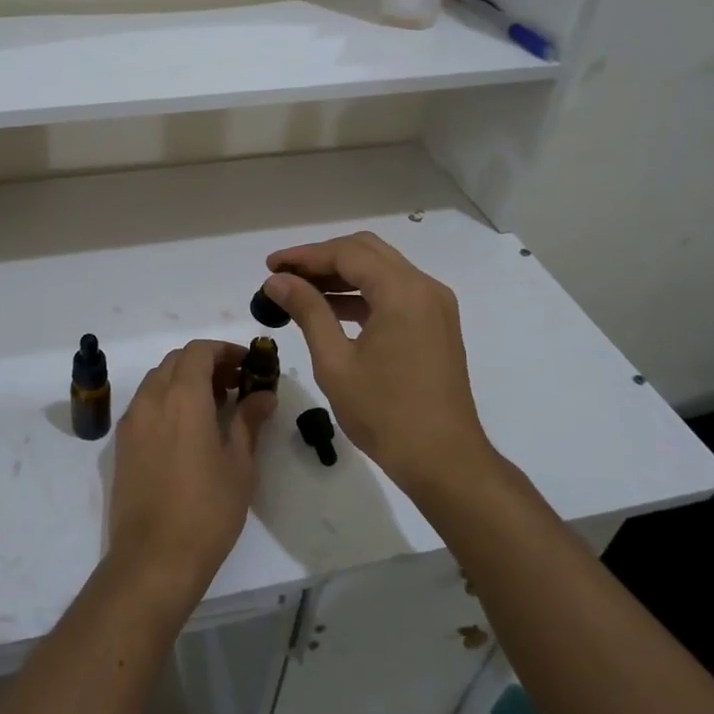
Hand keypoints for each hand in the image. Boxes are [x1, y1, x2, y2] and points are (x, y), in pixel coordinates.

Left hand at [107, 340, 272, 607]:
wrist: (153, 559)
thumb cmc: (207, 511)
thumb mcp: (240, 465)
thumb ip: (249, 421)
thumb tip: (263, 395)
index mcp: (182, 397)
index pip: (199, 351)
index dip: (225, 350)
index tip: (248, 364)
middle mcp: (152, 399)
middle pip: (176, 361)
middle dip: (206, 363)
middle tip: (235, 384)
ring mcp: (132, 421)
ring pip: (158, 380)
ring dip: (185, 380)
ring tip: (215, 406)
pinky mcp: (122, 444)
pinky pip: (146, 404)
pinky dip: (167, 400)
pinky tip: (188, 429)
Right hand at [261, 232, 489, 492]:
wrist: (444, 461)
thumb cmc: (385, 413)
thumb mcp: (335, 361)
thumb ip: (308, 311)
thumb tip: (278, 281)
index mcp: (402, 291)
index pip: (346, 253)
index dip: (304, 255)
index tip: (269, 266)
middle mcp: (424, 287)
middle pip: (366, 252)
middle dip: (322, 259)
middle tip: (283, 275)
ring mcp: (434, 306)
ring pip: (381, 270)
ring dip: (341, 275)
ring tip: (299, 292)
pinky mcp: (436, 324)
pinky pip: (394, 293)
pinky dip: (361, 294)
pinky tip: (330, 310)